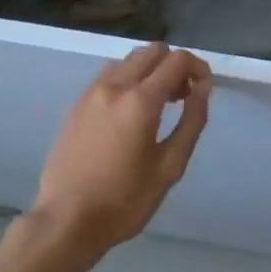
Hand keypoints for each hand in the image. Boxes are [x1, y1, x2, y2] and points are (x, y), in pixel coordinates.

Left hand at [33, 44, 210, 256]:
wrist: (65, 221)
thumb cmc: (124, 201)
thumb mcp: (169, 168)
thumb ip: (191, 122)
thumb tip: (203, 88)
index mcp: (140, 100)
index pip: (177, 60)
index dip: (198, 67)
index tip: (205, 88)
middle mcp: (115, 85)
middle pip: (154, 51)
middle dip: (174, 66)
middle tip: (182, 97)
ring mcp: (93, 90)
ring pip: (130, 59)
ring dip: (150, 70)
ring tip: (157, 105)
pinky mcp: (78, 101)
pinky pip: (110, 74)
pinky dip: (129, 79)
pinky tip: (130, 112)